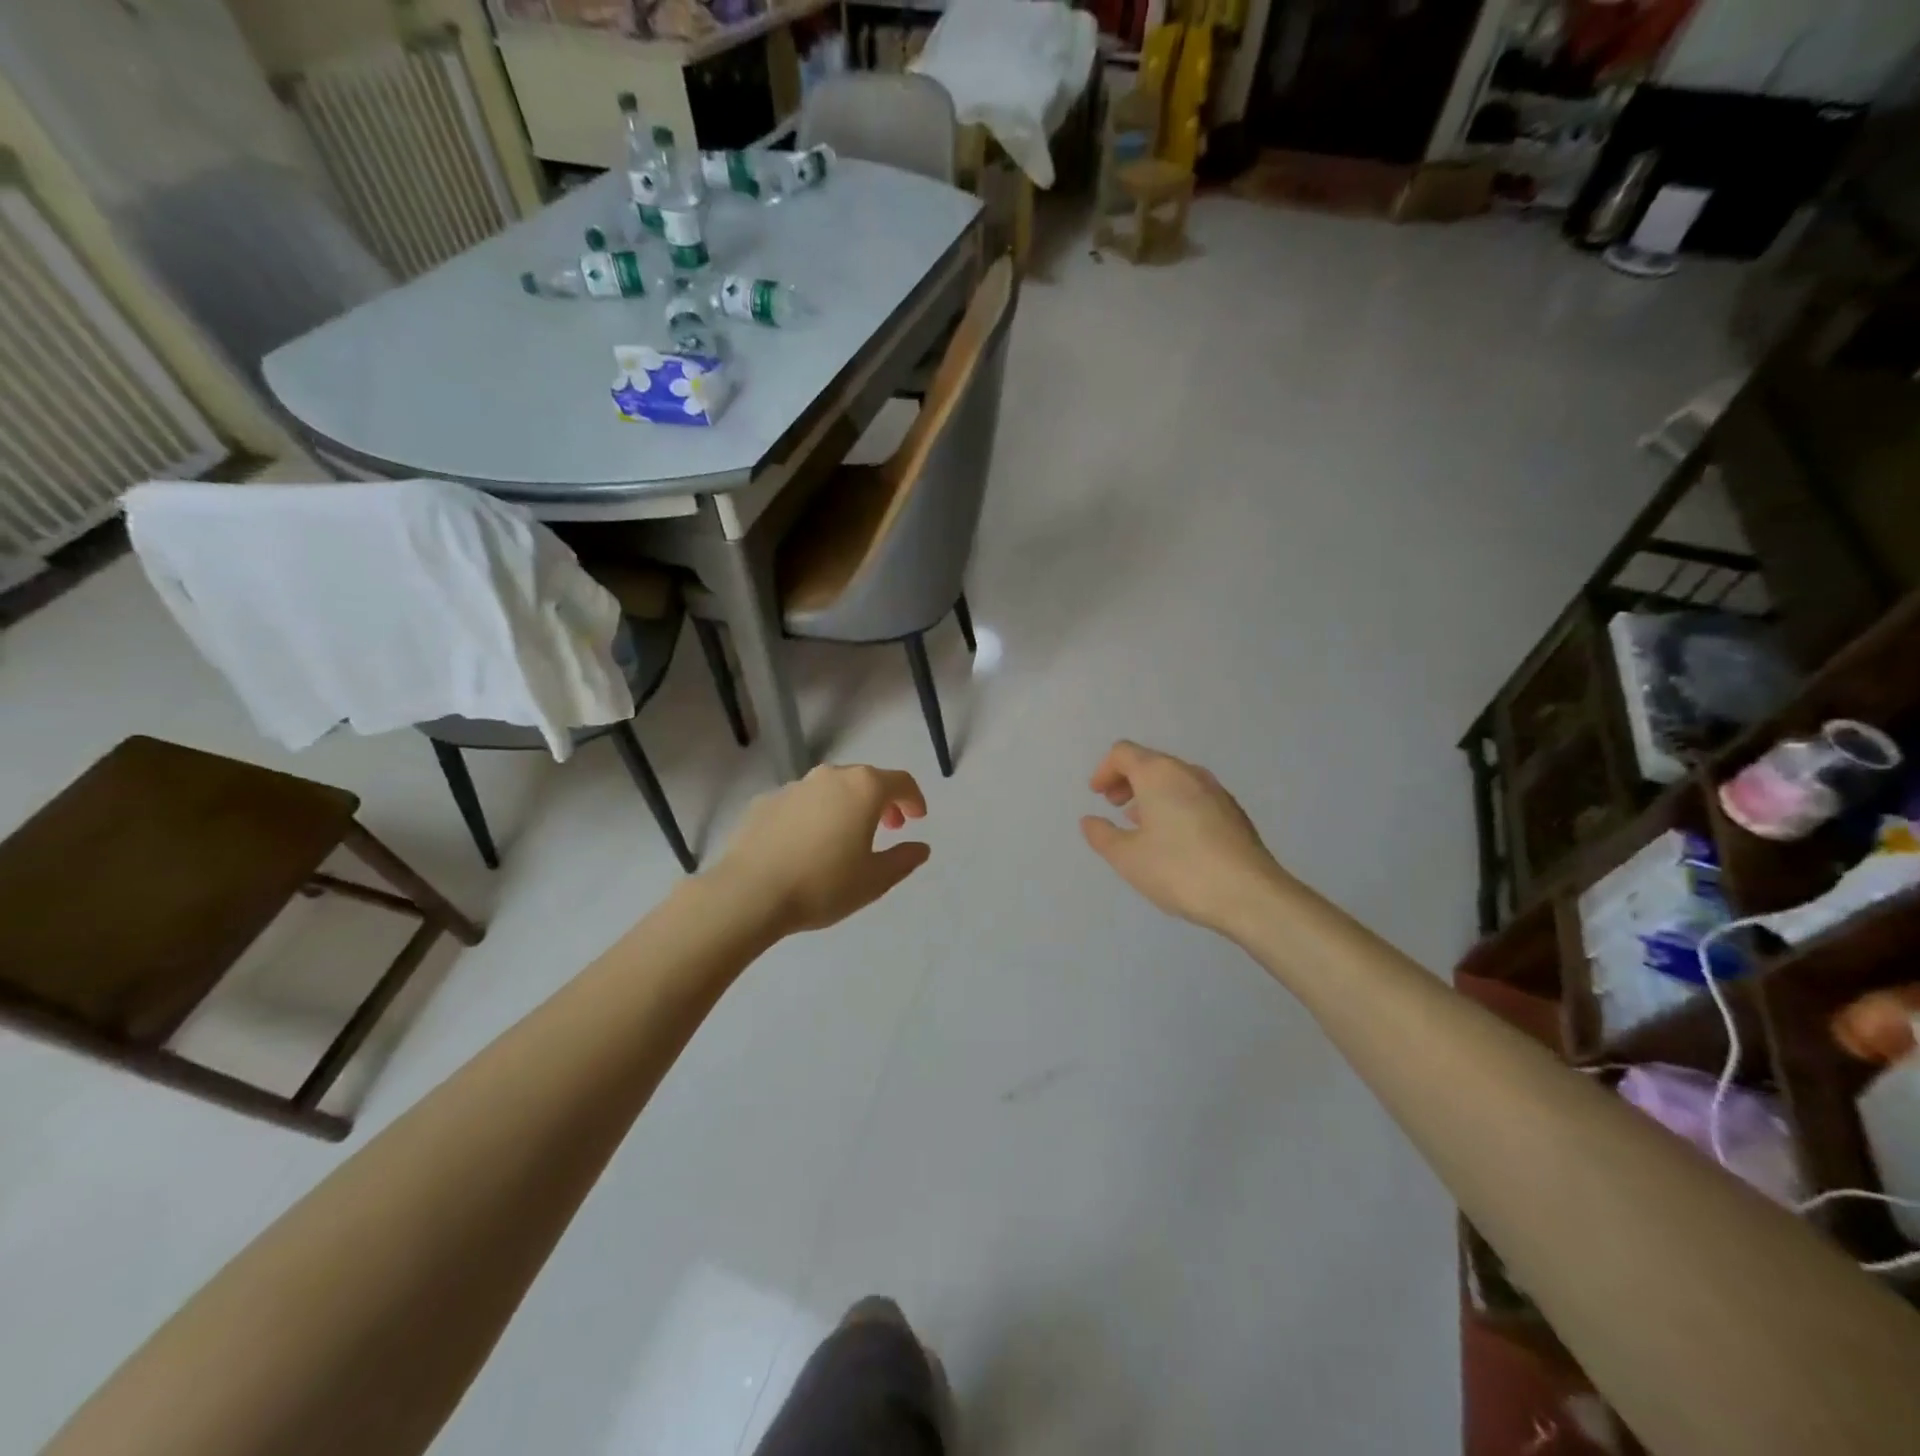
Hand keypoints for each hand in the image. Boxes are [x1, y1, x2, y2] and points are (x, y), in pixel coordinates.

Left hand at [713, 764, 930, 935]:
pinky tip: (807, 845)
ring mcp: (794, 787)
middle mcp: (829, 777)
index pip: (900, 781)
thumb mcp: (875, 880)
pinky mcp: (765, 802)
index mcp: (863, 789)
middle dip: (881, 801)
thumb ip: (903, 859)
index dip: (914, 799)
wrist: (749, 893)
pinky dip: (814, 816)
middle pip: (865, 780)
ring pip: (831, 789)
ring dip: (846, 806)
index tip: (917, 818)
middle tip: (888, 827)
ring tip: (846, 837)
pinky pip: (801, 803)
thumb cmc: (823, 885)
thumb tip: (920, 847)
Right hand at [1080, 740, 1290, 934]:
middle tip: (1113, 806)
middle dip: (1127, 780)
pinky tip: (1172, 839)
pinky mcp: (1233, 813)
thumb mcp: (1127, 858)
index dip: (1104, 770)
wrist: (1249, 895)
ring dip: (1151, 794)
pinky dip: (1173, 805)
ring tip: (1139, 824)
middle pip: (1151, 762)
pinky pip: (1193, 797)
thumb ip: (1102, 835)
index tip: (1096, 796)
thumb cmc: (1179, 870)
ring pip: (1174, 780)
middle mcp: (1189, 773)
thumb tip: (1090, 821)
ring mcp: (1216, 791)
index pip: (1123, 753)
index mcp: (1159, 774)